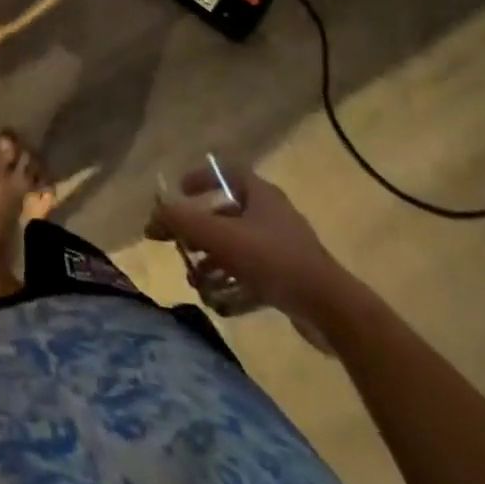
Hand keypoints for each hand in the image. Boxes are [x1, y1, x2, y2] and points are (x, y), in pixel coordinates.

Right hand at [148, 166, 357, 335]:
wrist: (332, 311)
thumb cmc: (273, 260)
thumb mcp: (219, 236)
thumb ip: (181, 221)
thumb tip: (152, 217)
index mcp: (260, 194)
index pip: (226, 172)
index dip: (201, 177)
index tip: (180, 190)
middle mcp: (273, 215)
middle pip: (227, 214)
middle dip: (200, 232)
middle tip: (182, 245)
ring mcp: (285, 249)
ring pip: (238, 248)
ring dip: (213, 263)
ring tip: (197, 281)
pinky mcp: (292, 280)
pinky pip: (254, 276)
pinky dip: (234, 285)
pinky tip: (219, 303)